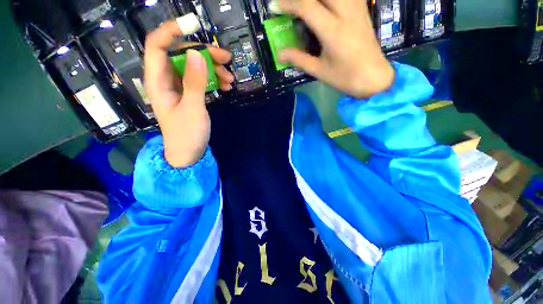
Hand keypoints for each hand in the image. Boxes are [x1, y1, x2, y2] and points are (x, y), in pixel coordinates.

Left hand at [144, 20, 233, 167]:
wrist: (188, 153)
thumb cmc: (187, 134)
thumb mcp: (193, 108)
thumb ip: (194, 82)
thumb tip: (197, 55)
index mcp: (158, 81)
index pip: (157, 45)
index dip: (171, 31)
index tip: (193, 26)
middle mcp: (166, 80)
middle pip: (181, 55)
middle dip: (204, 54)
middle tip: (226, 59)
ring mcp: (179, 87)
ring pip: (194, 67)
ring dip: (213, 69)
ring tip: (230, 80)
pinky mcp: (189, 94)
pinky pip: (200, 80)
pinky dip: (213, 80)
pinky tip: (226, 87)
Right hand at [277, 0, 394, 97]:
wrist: (374, 78)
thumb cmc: (345, 78)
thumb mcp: (319, 71)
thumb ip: (298, 59)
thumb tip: (279, 54)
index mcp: (333, 31)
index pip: (307, 6)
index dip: (288, 3)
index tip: (274, 7)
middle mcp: (346, 13)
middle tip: (290, 5)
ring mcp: (357, 9)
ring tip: (305, 4)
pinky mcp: (362, 10)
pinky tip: (326, 5)